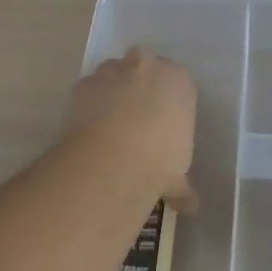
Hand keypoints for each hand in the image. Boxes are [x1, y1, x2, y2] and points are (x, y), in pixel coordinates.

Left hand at [61, 48, 197, 206]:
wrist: (113, 160)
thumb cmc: (159, 161)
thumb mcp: (179, 174)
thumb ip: (182, 183)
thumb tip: (188, 204)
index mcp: (179, 81)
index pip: (177, 83)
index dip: (168, 102)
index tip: (162, 124)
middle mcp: (147, 66)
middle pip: (144, 68)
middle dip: (140, 86)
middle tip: (136, 119)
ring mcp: (112, 71)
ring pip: (113, 74)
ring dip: (112, 91)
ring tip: (109, 126)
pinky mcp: (84, 83)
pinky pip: (89, 90)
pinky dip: (89, 105)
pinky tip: (89, 130)